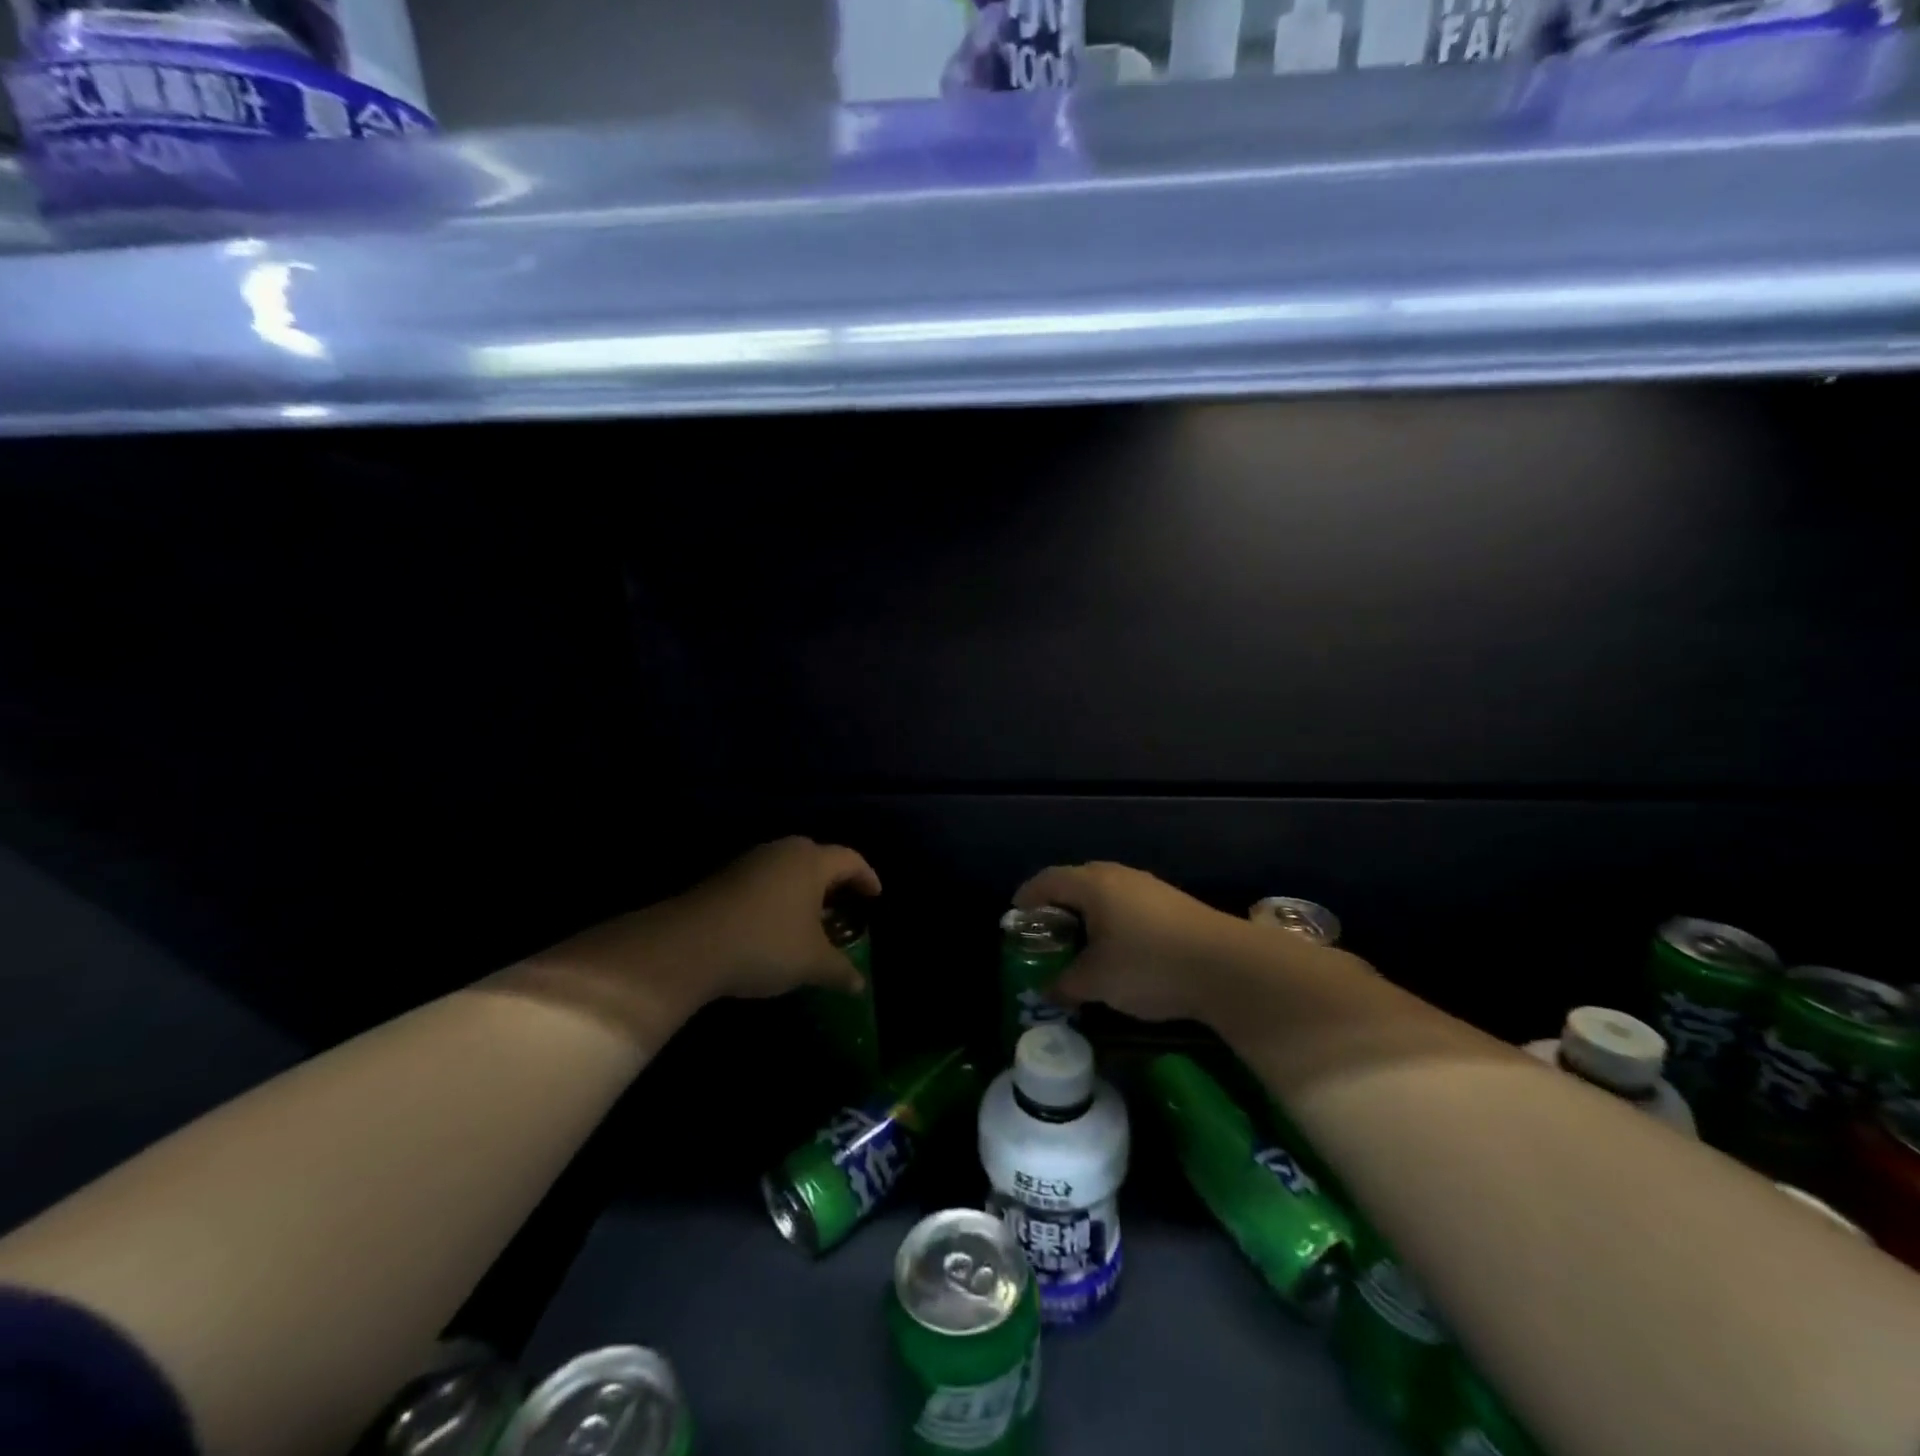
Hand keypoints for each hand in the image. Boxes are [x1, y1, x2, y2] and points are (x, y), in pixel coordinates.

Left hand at [520, 838, 879, 1042]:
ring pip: (788, 868)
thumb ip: (840, 970)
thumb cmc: (766, 944)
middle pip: (818, 858)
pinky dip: (778, 897)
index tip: (875, 897)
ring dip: (803, 890)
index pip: (850, 859)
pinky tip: (774, 926)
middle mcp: (783, 851)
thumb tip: (859, 985)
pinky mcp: (724, 877)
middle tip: (843, 906)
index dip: (867, 877)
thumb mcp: (811, 963)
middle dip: (834, 881)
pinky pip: (764, 880)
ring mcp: (750, 862)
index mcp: (811, 862)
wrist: (689, 944)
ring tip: (810, 921)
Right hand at [1013, 862, 1250, 1023]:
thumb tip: (1047, 990)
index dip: (1027, 898)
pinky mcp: (1173, 904)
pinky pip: (1128, 906)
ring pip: (1105, 895)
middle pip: (1076, 883)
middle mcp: (1119, 876)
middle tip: (1047, 935)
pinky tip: (1118, 952)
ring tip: (1081, 947)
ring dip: (1087, 916)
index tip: (1015, 918)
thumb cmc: (1149, 966)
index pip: (1047, 881)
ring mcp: (1149, 887)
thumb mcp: (1097, 981)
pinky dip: (1112, 923)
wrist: (1228, 967)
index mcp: (1092, 884)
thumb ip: (1065, 984)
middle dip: (1057, 907)